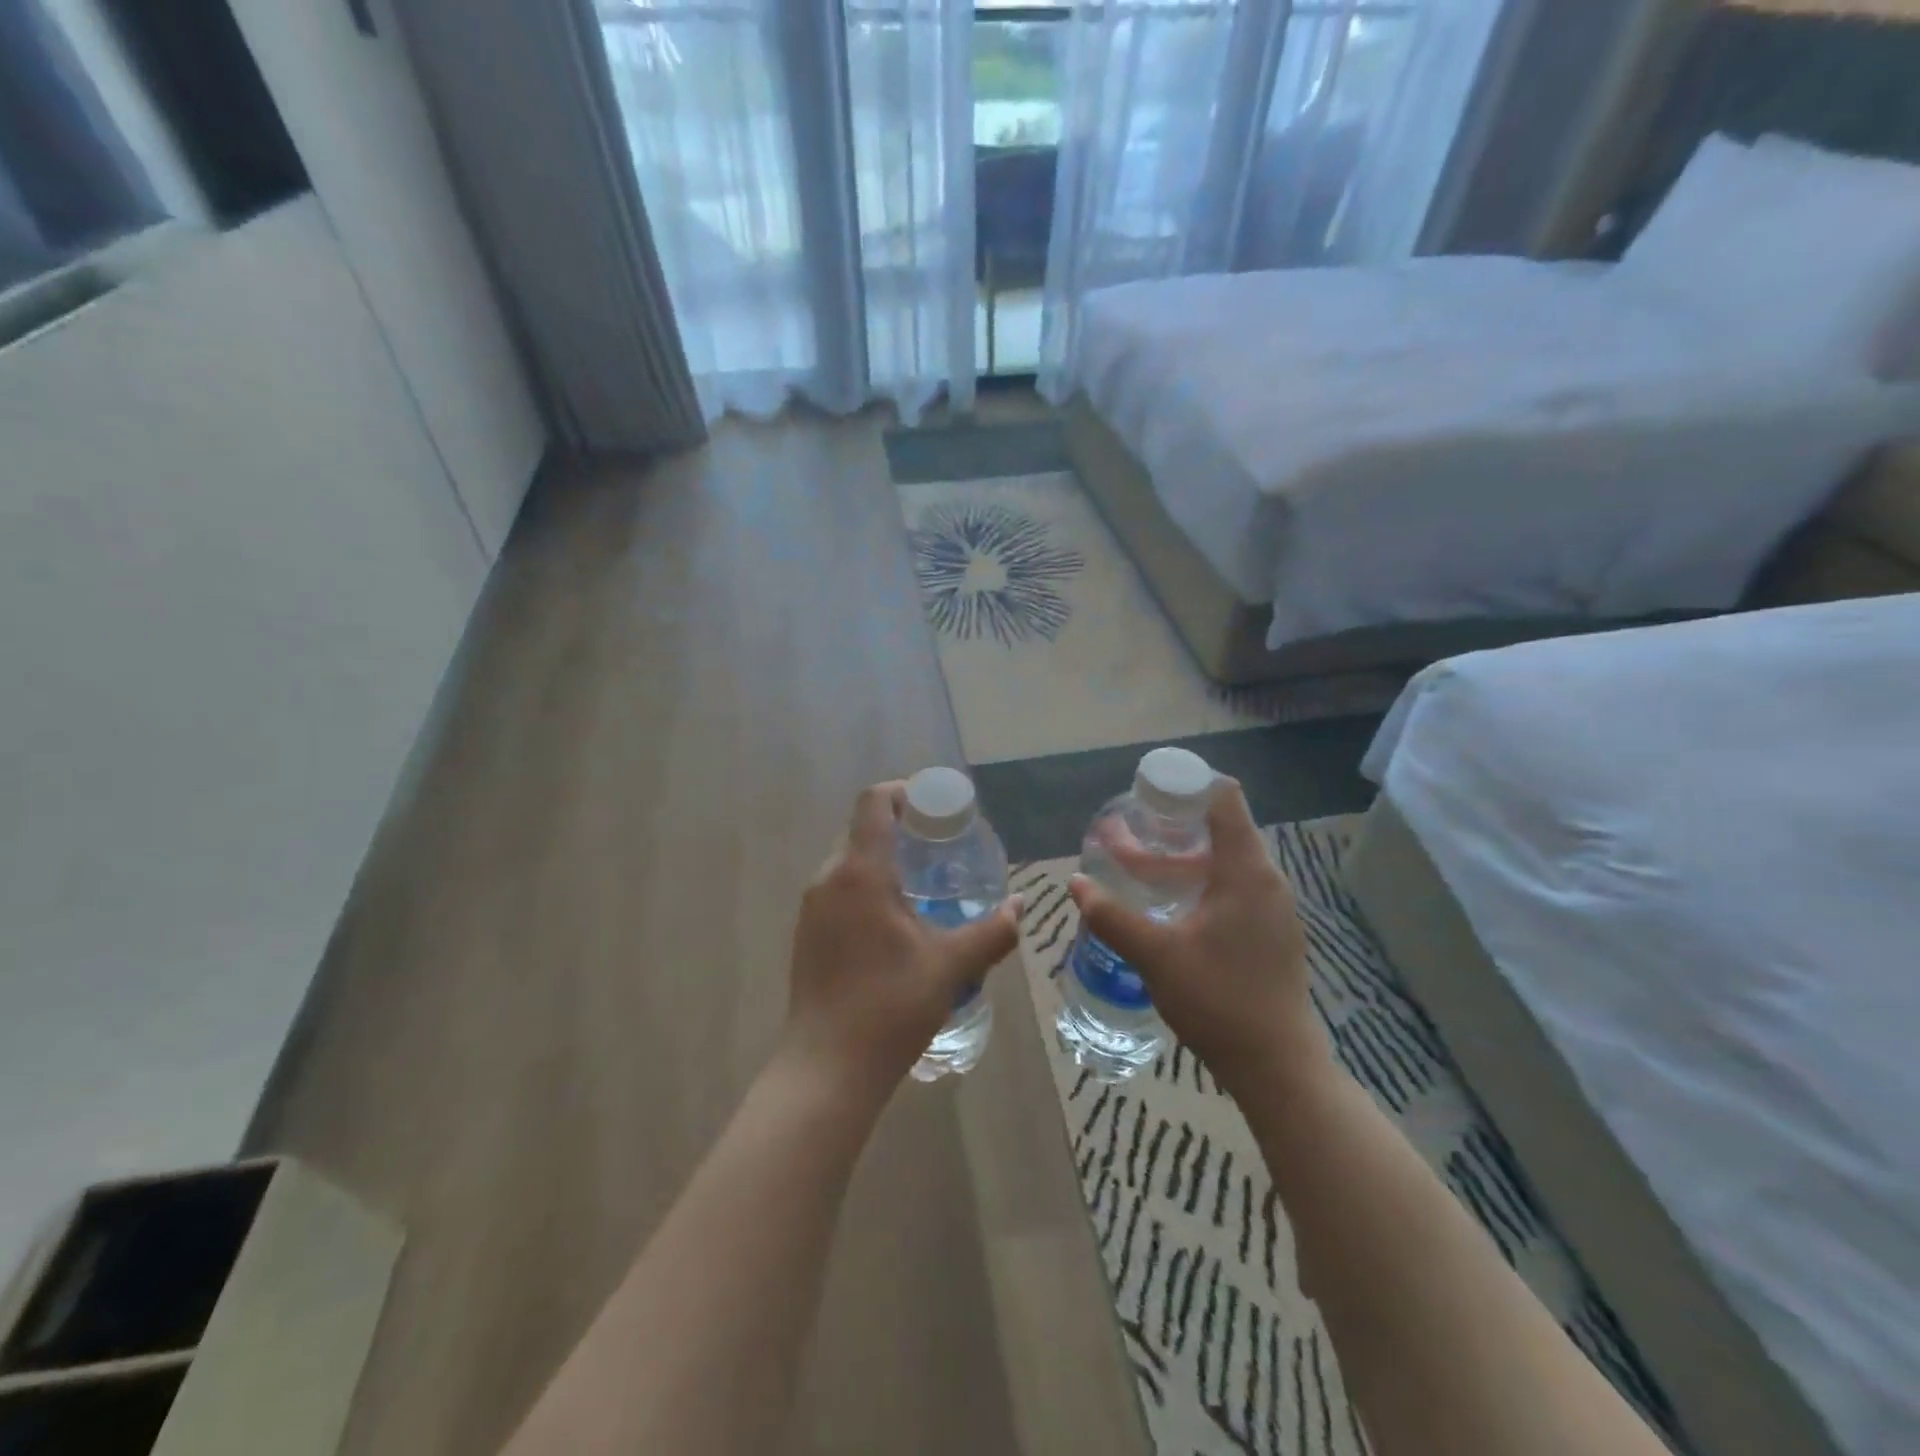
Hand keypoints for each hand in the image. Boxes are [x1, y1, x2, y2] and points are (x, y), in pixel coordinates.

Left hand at [782, 782, 1020, 1105]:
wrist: (827, 1069)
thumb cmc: (890, 1007)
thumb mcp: (951, 966)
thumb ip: (992, 932)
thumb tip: (1021, 907)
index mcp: (860, 872)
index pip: (874, 802)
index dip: (905, 792)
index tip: (937, 809)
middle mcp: (828, 879)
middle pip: (863, 830)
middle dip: (902, 829)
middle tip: (942, 849)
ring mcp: (812, 908)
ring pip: (850, 862)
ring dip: (885, 860)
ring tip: (925, 886)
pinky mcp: (807, 934)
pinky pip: (839, 890)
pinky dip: (868, 887)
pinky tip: (896, 922)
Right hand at [1069, 779, 1328, 1097]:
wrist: (1277, 1067)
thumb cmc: (1218, 999)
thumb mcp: (1155, 955)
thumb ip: (1111, 915)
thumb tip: (1075, 883)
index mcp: (1247, 872)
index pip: (1224, 799)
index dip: (1186, 786)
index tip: (1148, 792)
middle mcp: (1266, 881)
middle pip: (1220, 830)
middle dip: (1171, 826)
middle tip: (1129, 830)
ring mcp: (1272, 909)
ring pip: (1224, 864)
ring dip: (1181, 860)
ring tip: (1137, 866)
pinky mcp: (1270, 934)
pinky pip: (1232, 889)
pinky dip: (1199, 883)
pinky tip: (1168, 906)